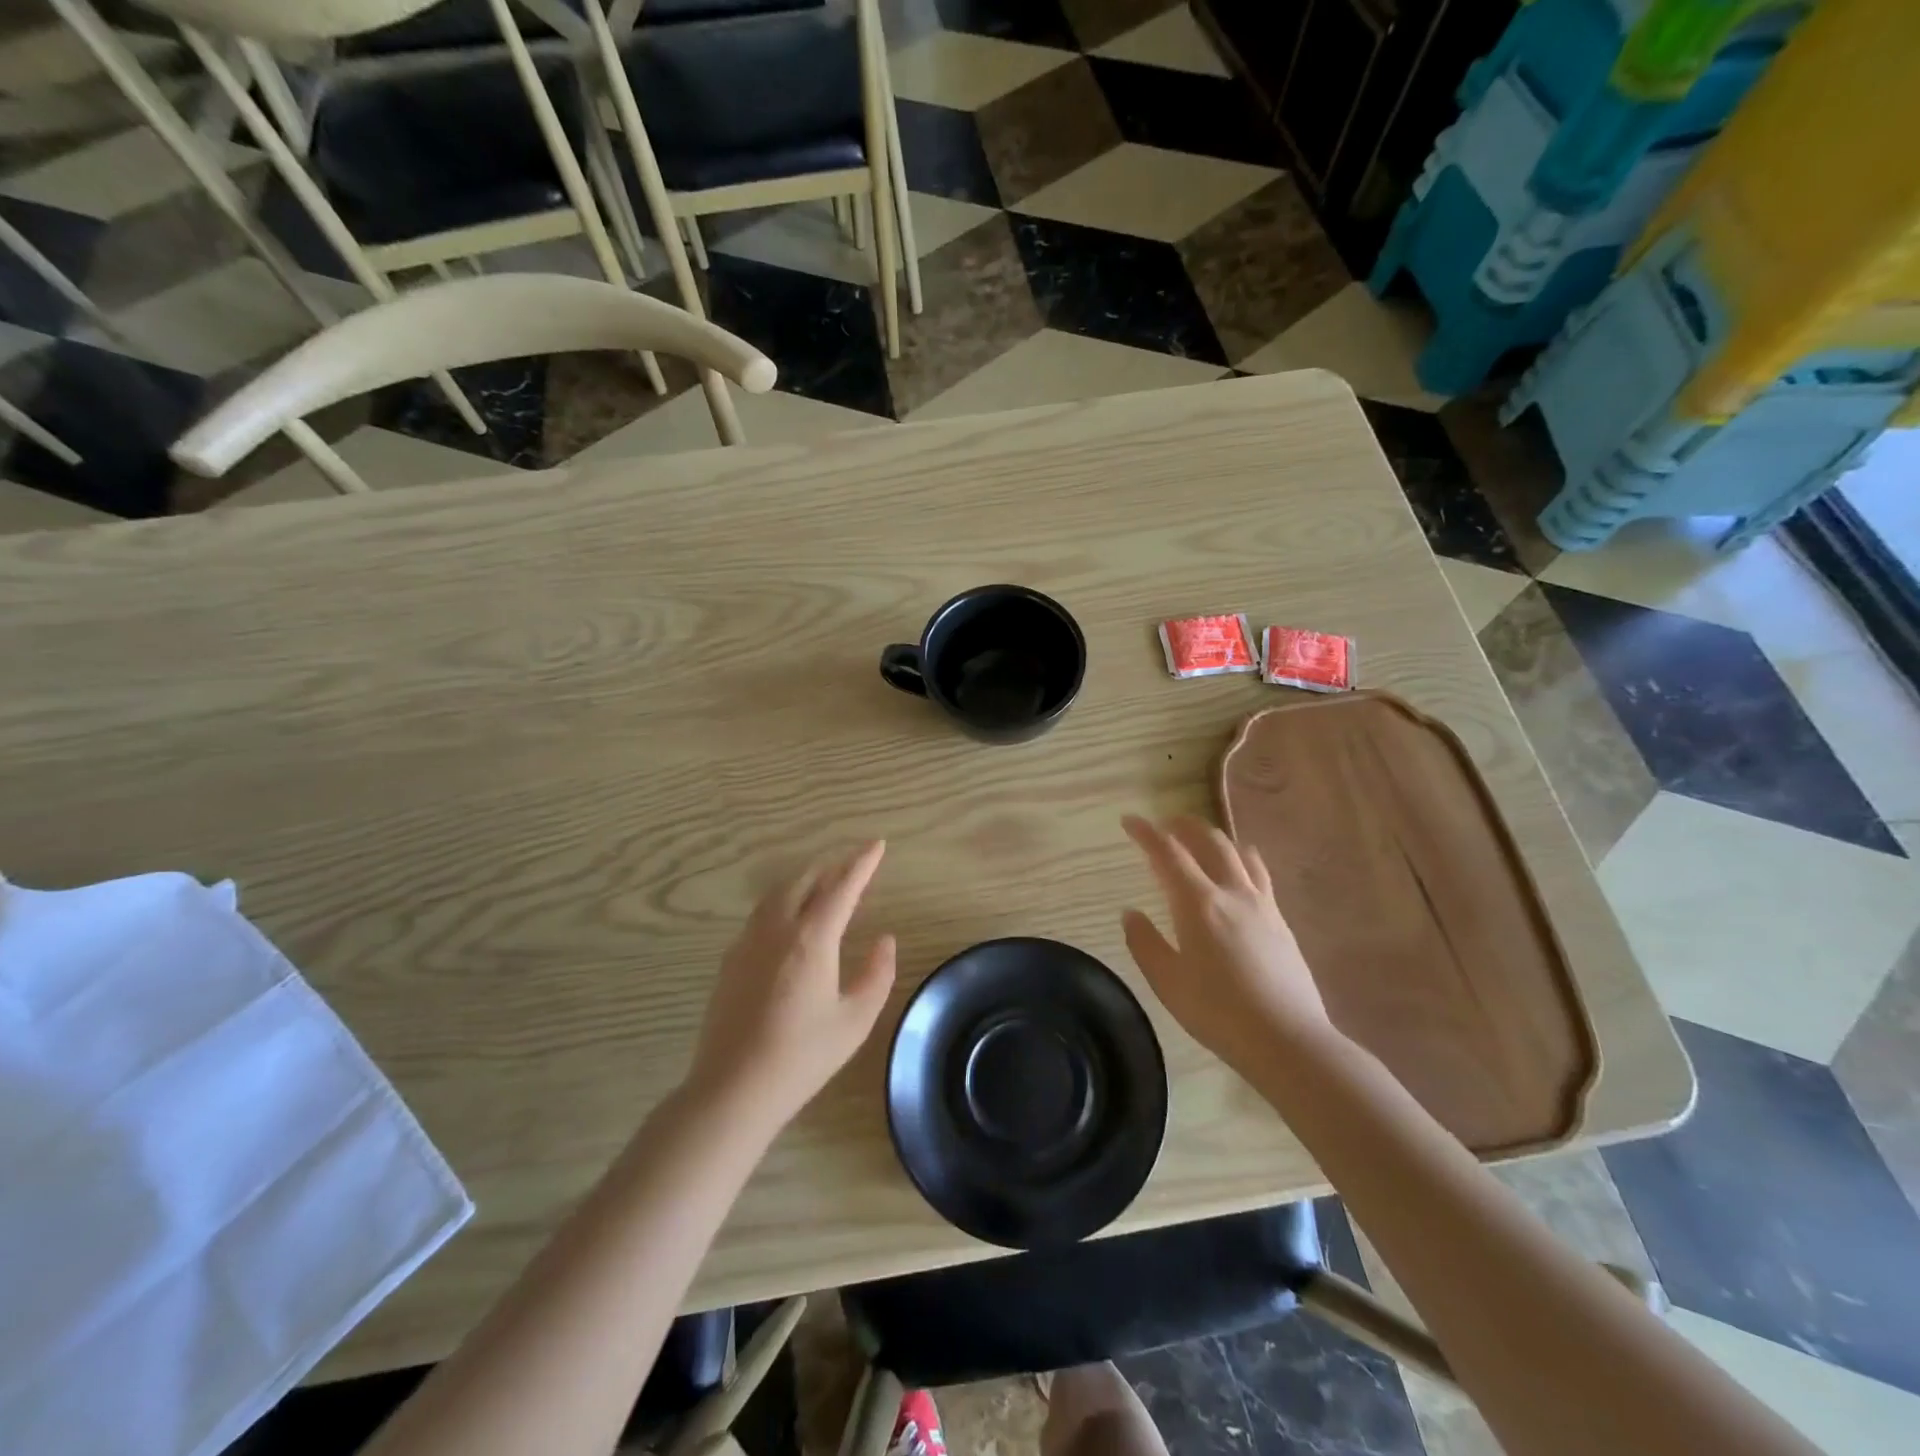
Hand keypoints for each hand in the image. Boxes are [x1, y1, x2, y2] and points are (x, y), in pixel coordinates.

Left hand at [686, 841, 896, 1127]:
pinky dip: (784, 901)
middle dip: (832, 867)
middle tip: (853, 865)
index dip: (862, 863)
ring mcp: (749, 941)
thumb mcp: (855, 1020)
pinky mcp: (731, 959)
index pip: (842, 887)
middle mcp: (777, 929)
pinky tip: (790, 919)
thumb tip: (884, 940)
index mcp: (812, 939)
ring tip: (824, 884)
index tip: (877, 844)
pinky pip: (762, 913)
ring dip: (805, 881)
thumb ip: (877, 973)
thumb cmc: (802, 1056)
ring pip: (779, 893)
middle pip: (806, 880)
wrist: (733, 1088)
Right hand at [1121, 815, 1336, 1077]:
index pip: (1168, 853)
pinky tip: (1241, 866)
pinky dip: (1242, 857)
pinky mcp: (1281, 920)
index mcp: (1197, 904)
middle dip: (1183, 825)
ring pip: (1238, 852)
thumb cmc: (1218, 1013)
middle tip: (1164, 824)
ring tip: (1200, 838)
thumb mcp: (1167, 982)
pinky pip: (1259, 873)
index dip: (1146, 833)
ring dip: (1214, 837)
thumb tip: (1130, 913)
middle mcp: (1231, 892)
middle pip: (1209, 841)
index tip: (1129, 820)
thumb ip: (1145, 943)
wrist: (1288, 1040)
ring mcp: (1261, 904)